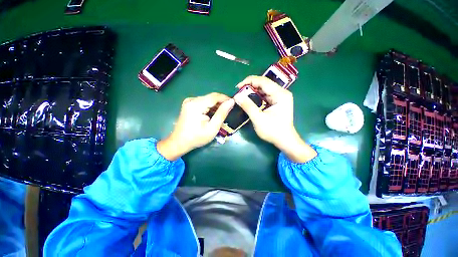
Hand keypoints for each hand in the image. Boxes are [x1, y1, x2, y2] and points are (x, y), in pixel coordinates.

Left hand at [157, 93, 234, 160]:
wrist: (179, 142)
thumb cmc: (197, 137)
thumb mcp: (212, 128)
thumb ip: (222, 113)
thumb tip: (231, 102)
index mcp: (196, 105)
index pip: (215, 96)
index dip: (226, 98)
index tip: (234, 103)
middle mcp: (192, 100)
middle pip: (211, 97)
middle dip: (221, 102)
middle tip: (229, 110)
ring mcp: (189, 101)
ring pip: (207, 99)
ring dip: (216, 105)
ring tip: (222, 113)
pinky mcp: (188, 104)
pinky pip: (202, 102)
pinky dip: (209, 107)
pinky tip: (212, 114)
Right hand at [234, 76, 315, 162]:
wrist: (285, 141)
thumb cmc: (273, 131)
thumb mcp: (258, 119)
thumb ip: (248, 106)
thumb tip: (236, 96)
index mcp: (280, 94)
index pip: (263, 81)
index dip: (249, 81)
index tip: (238, 87)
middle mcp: (282, 93)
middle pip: (264, 84)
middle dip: (250, 86)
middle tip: (239, 92)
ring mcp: (280, 97)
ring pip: (264, 89)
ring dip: (253, 91)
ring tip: (242, 95)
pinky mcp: (277, 102)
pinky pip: (265, 95)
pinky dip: (257, 96)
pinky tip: (250, 99)